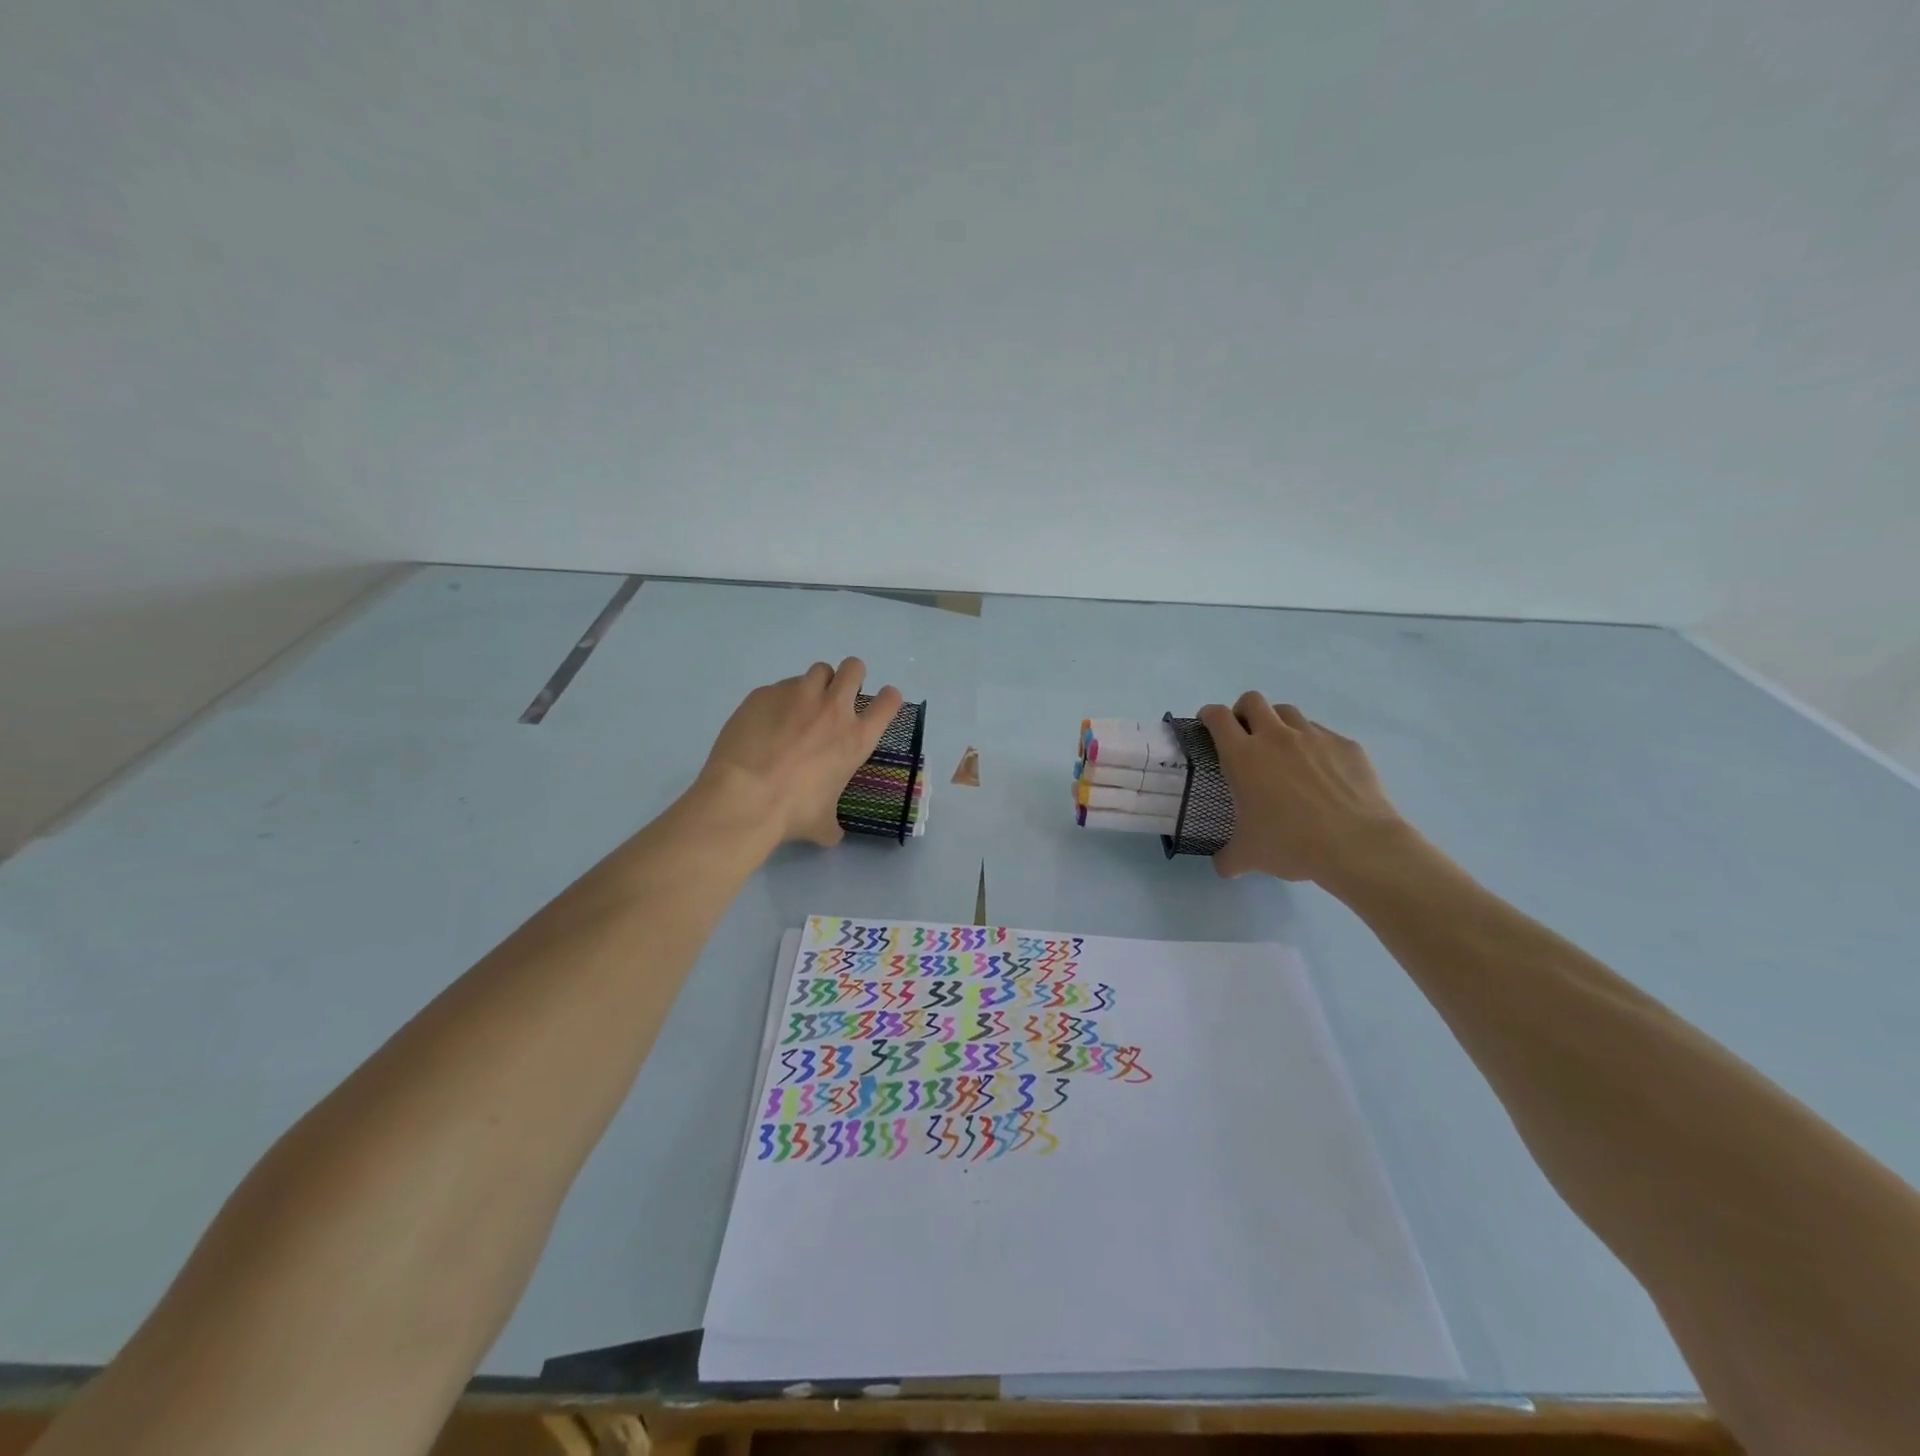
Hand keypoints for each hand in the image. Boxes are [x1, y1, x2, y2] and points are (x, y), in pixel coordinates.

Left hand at [696, 659, 903, 846]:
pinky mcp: (765, 693)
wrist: (743, 797)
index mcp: (856, 738)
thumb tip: (831, 833)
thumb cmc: (792, 812)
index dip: (887, 700)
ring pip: (819, 670)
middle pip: (855, 668)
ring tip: (802, 706)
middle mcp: (833, 708)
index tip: (879, 706)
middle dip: (852, 677)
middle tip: (839, 697)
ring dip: (817, 684)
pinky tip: (765, 722)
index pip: (889, 702)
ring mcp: (797, 695)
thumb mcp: (823, 823)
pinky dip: (780, 699)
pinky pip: (780, 686)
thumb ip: (833, 822)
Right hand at [1198, 692, 1411, 885]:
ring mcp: (1314, 737)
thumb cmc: (1291, 844)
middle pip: (1252, 700)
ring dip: (1278, 723)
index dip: (1209, 715)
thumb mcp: (1249, 857)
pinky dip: (1314, 745)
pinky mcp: (1346, 745)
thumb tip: (1223, 865)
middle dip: (1243, 712)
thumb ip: (1228, 858)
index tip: (1208, 725)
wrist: (1357, 846)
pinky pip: (1323, 734)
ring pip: (1289, 712)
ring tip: (1283, 751)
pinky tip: (1321, 773)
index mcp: (1243, 756)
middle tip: (1245, 736)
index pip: (1218, 717)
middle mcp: (1276, 737)